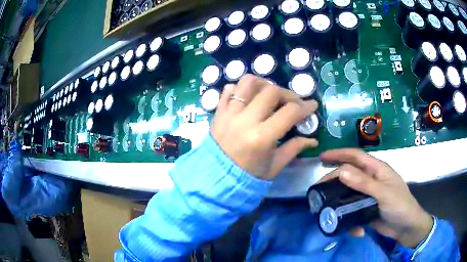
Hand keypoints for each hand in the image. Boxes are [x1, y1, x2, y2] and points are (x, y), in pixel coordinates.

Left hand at [211, 74, 318, 179]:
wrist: (216, 178)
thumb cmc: (248, 176)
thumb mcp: (274, 167)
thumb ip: (294, 149)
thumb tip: (313, 140)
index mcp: (261, 137)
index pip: (289, 112)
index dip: (305, 107)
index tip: (312, 105)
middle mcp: (245, 120)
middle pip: (271, 91)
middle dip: (288, 94)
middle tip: (293, 103)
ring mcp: (229, 113)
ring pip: (248, 83)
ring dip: (264, 84)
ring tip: (271, 95)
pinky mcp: (218, 112)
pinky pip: (228, 90)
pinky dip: (241, 89)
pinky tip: (249, 98)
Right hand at [320, 149, 432, 247]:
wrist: (406, 228)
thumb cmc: (400, 205)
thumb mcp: (383, 194)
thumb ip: (364, 183)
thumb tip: (341, 171)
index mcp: (377, 170)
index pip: (356, 156)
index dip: (339, 154)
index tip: (322, 157)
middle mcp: (372, 180)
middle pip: (349, 175)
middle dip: (334, 180)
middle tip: (318, 190)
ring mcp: (369, 195)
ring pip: (349, 194)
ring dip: (340, 203)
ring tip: (328, 211)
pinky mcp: (366, 209)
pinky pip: (353, 211)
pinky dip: (350, 220)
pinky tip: (353, 229)